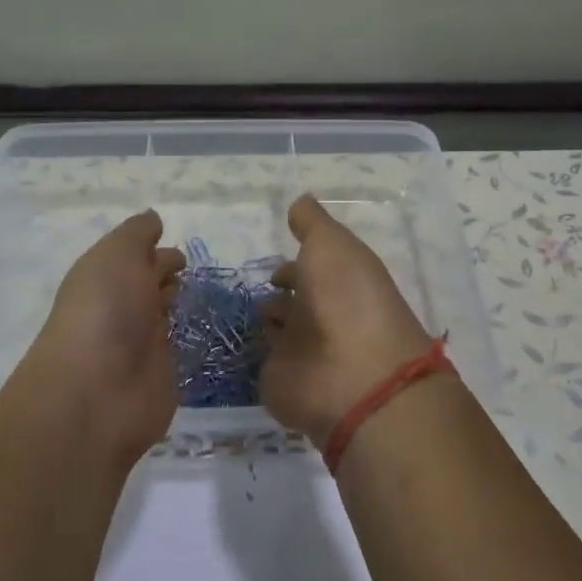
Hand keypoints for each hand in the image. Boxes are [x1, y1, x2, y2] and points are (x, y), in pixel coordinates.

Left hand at [19, 209, 185, 466]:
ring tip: (205, 297)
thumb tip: (153, 219)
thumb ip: (136, 234)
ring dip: (176, 306)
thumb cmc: (106, 311)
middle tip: (194, 272)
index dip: (154, 252)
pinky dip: (188, 339)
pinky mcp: (161, 376)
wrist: (99, 391)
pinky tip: (207, 330)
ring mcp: (140, 345)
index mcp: (104, 278)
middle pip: (146, 287)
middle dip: (165, 276)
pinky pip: (178, 350)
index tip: (180, 251)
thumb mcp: (118, 255)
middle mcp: (121, 310)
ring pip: (162, 317)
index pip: (132, 259)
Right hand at [260, 195, 433, 442]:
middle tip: (250, 288)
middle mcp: (322, 316)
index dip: (293, 265)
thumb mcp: (332, 244)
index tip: (272, 265)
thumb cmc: (345, 299)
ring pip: (278, 330)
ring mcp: (302, 351)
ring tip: (239, 311)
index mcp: (340, 282)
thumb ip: (312, 223)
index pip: (314, 271)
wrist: (350, 374)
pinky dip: (249, 350)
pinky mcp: (280, 379)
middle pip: (295, 301)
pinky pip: (260, 360)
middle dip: (275, 293)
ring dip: (264, 319)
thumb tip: (300, 201)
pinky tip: (231, 338)